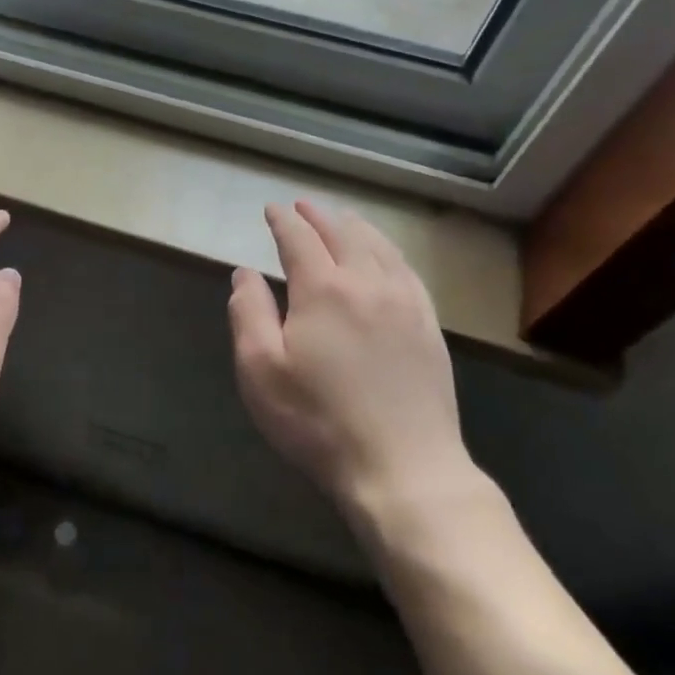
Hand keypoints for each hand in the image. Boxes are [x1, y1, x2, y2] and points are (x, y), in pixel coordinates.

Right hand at [229, 201, 473, 517]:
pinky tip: (385, 257)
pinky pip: (407, 271)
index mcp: (323, 290)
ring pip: (379, 247)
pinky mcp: (429, 327)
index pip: (299, 239)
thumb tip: (244, 273)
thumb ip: (248, 313)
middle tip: (302, 206)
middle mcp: (367, 283)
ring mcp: (405, 303)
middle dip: (318, 216)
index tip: (272, 210)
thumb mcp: (260, 371)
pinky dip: (389, 251)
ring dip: (355, 227)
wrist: (401, 467)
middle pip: (342, 234)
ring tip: (342, 219)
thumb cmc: (317, 421)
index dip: (283, 221)